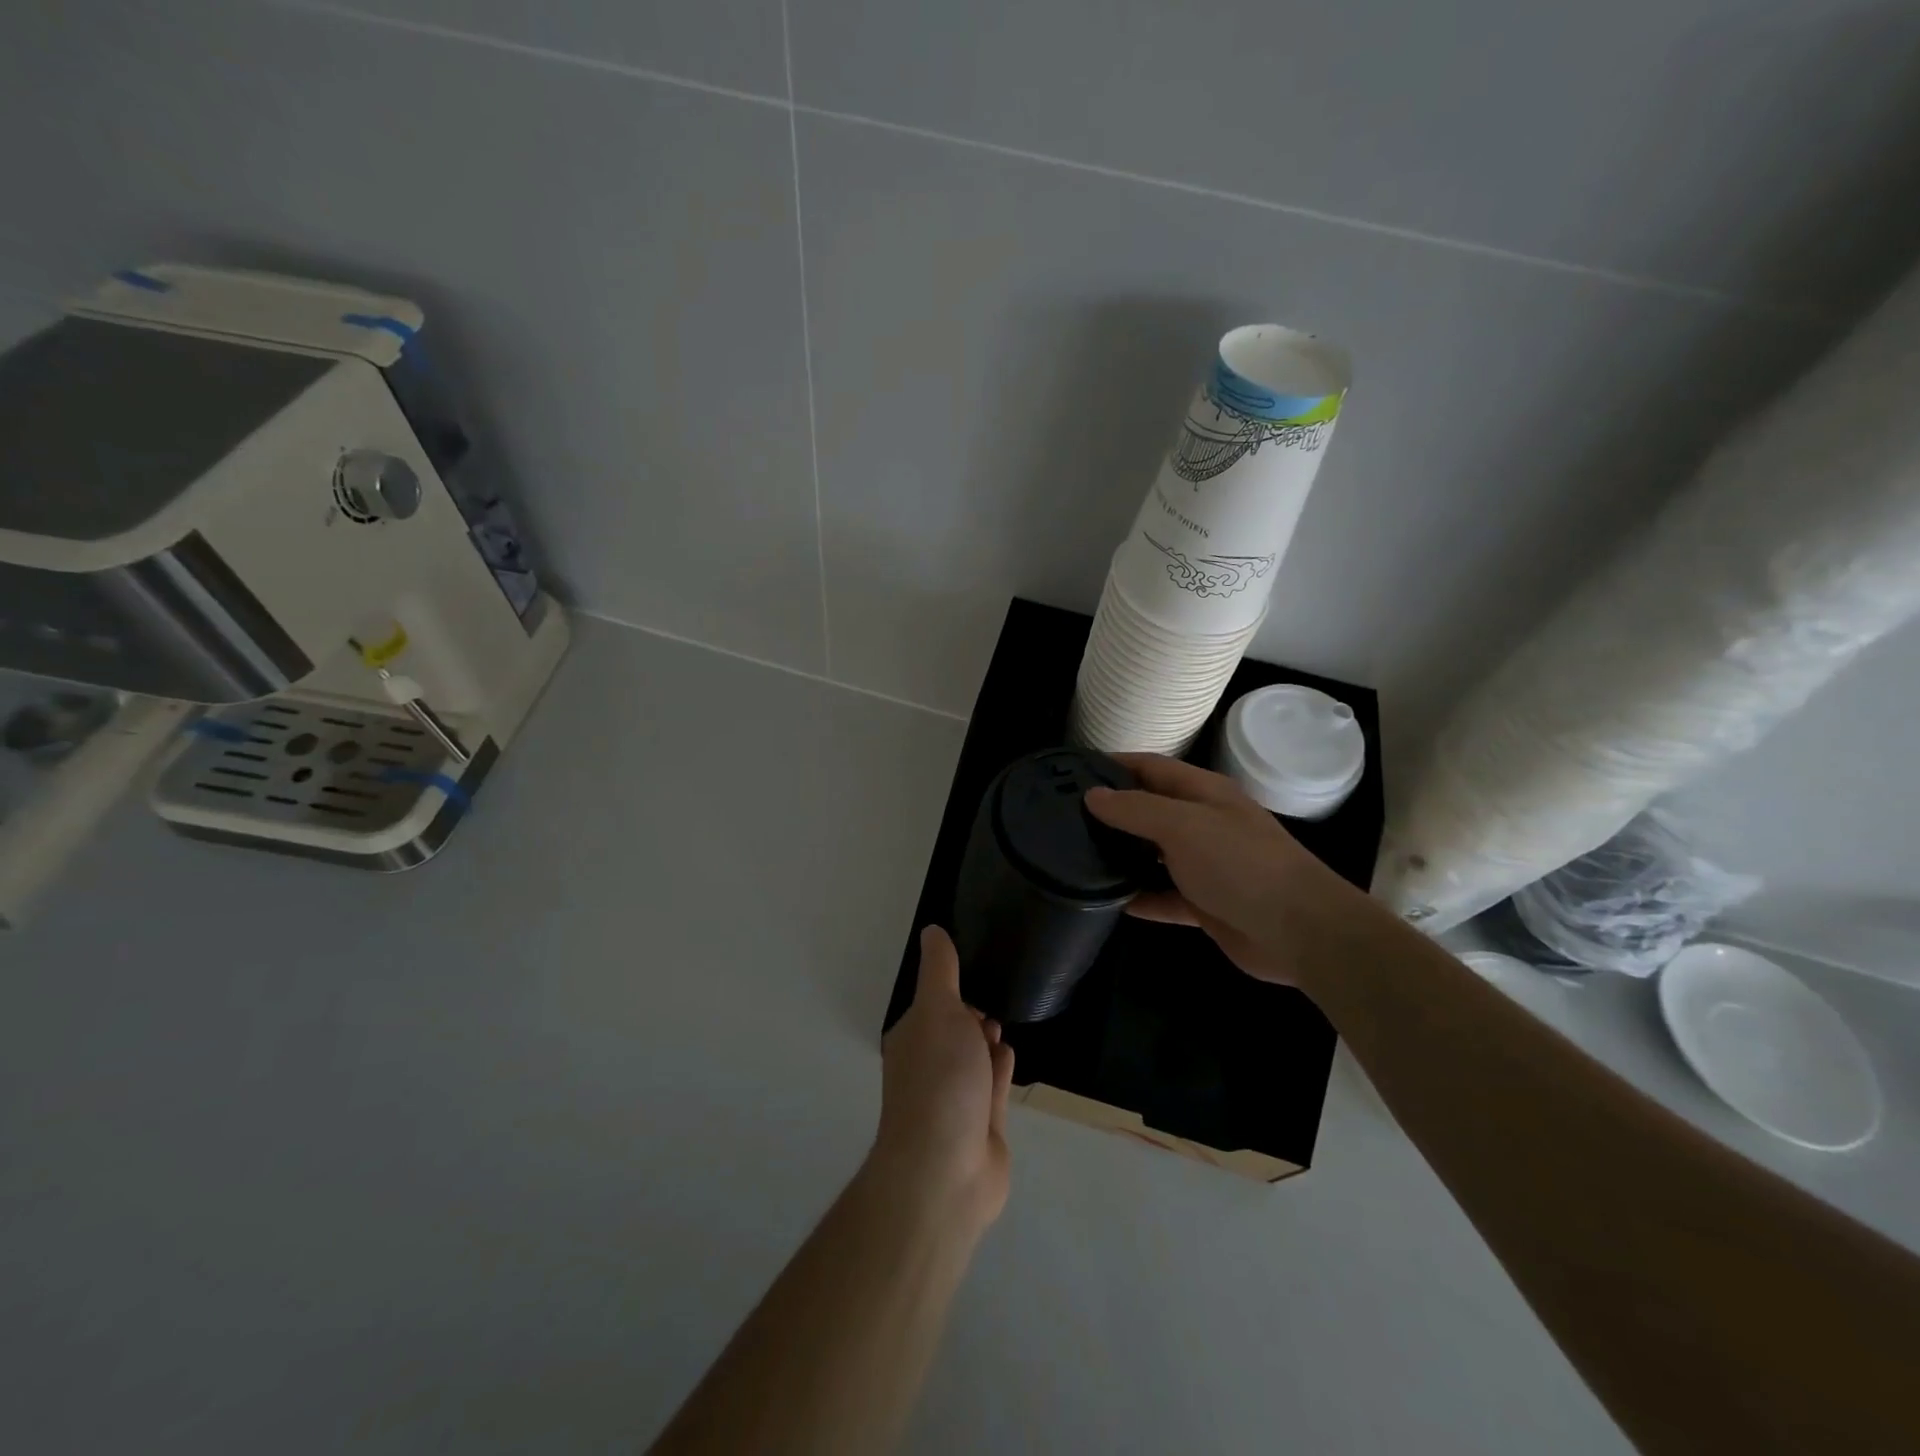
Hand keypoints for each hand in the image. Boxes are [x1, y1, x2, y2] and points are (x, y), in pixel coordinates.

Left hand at [872, 926, 1015, 1230]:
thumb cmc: (940, 1079)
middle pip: (952, 1032)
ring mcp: (955, 1101)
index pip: (931, 1004)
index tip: (976, 967)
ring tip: (1002, 1020)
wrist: (947, 1170)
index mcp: (912, 1038)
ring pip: (973, 1060)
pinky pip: (992, 1088)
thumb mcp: (938, 1009)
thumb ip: (940, 970)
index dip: (951, 987)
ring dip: (986, 1041)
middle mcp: (929, 1067)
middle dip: (971, 1013)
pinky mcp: (982, 1128)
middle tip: (995, 994)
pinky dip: (999, 1070)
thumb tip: (932, 930)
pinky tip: (1008, 1054)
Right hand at [1085, 753, 1350, 986]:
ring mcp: (1205, 865)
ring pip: (1153, 854)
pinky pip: (1163, 896)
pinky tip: (1107, 901)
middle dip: (1112, 811)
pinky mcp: (1205, 904)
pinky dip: (1139, 897)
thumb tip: (1093, 795)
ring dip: (1122, 855)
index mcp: (1203, 793)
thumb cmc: (1240, 863)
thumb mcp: (1183, 825)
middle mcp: (1202, 823)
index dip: (1114, 764)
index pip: (1151, 767)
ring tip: (1075, 856)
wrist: (1298, 930)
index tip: (1072, 771)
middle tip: (1064, 817)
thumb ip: (1135, 809)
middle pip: (1150, 810)